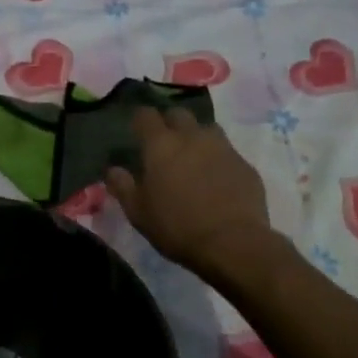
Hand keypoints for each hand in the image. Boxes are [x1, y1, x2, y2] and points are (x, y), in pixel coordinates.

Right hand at [105, 106, 273, 274]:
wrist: (233, 243)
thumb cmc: (177, 227)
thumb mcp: (138, 213)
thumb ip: (122, 186)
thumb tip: (113, 170)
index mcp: (161, 145)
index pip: (145, 115)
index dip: (139, 120)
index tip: (136, 131)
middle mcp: (192, 137)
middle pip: (178, 114)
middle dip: (169, 123)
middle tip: (164, 144)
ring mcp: (222, 148)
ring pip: (206, 129)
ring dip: (196, 137)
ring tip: (192, 158)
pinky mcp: (245, 164)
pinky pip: (227, 152)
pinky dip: (218, 159)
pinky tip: (216, 179)